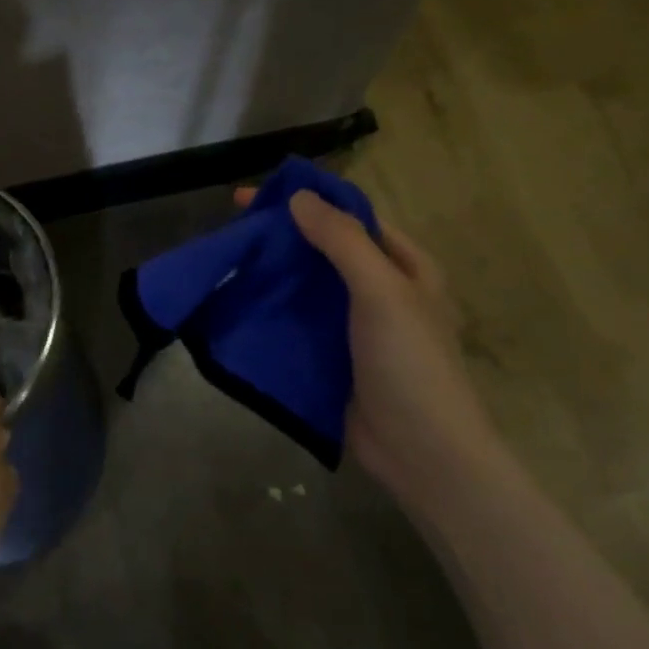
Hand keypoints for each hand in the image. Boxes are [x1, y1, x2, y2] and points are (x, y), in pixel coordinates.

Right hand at [238, 186, 502, 503]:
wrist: (419, 450)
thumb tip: (298, 197)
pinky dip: (270, 308)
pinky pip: (297, 321)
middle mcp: (379, 289)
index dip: (306, 200)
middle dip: (282, 235)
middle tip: (232, 228)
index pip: (350, 217)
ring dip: (272, 272)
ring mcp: (354, 325)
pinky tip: (238, 302)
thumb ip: (342, 241)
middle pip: (324, 249)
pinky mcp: (331, 355)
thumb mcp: (382, 291)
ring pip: (307, 285)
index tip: (255, 197)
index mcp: (403, 266)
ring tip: (229, 260)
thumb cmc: (410, 363)